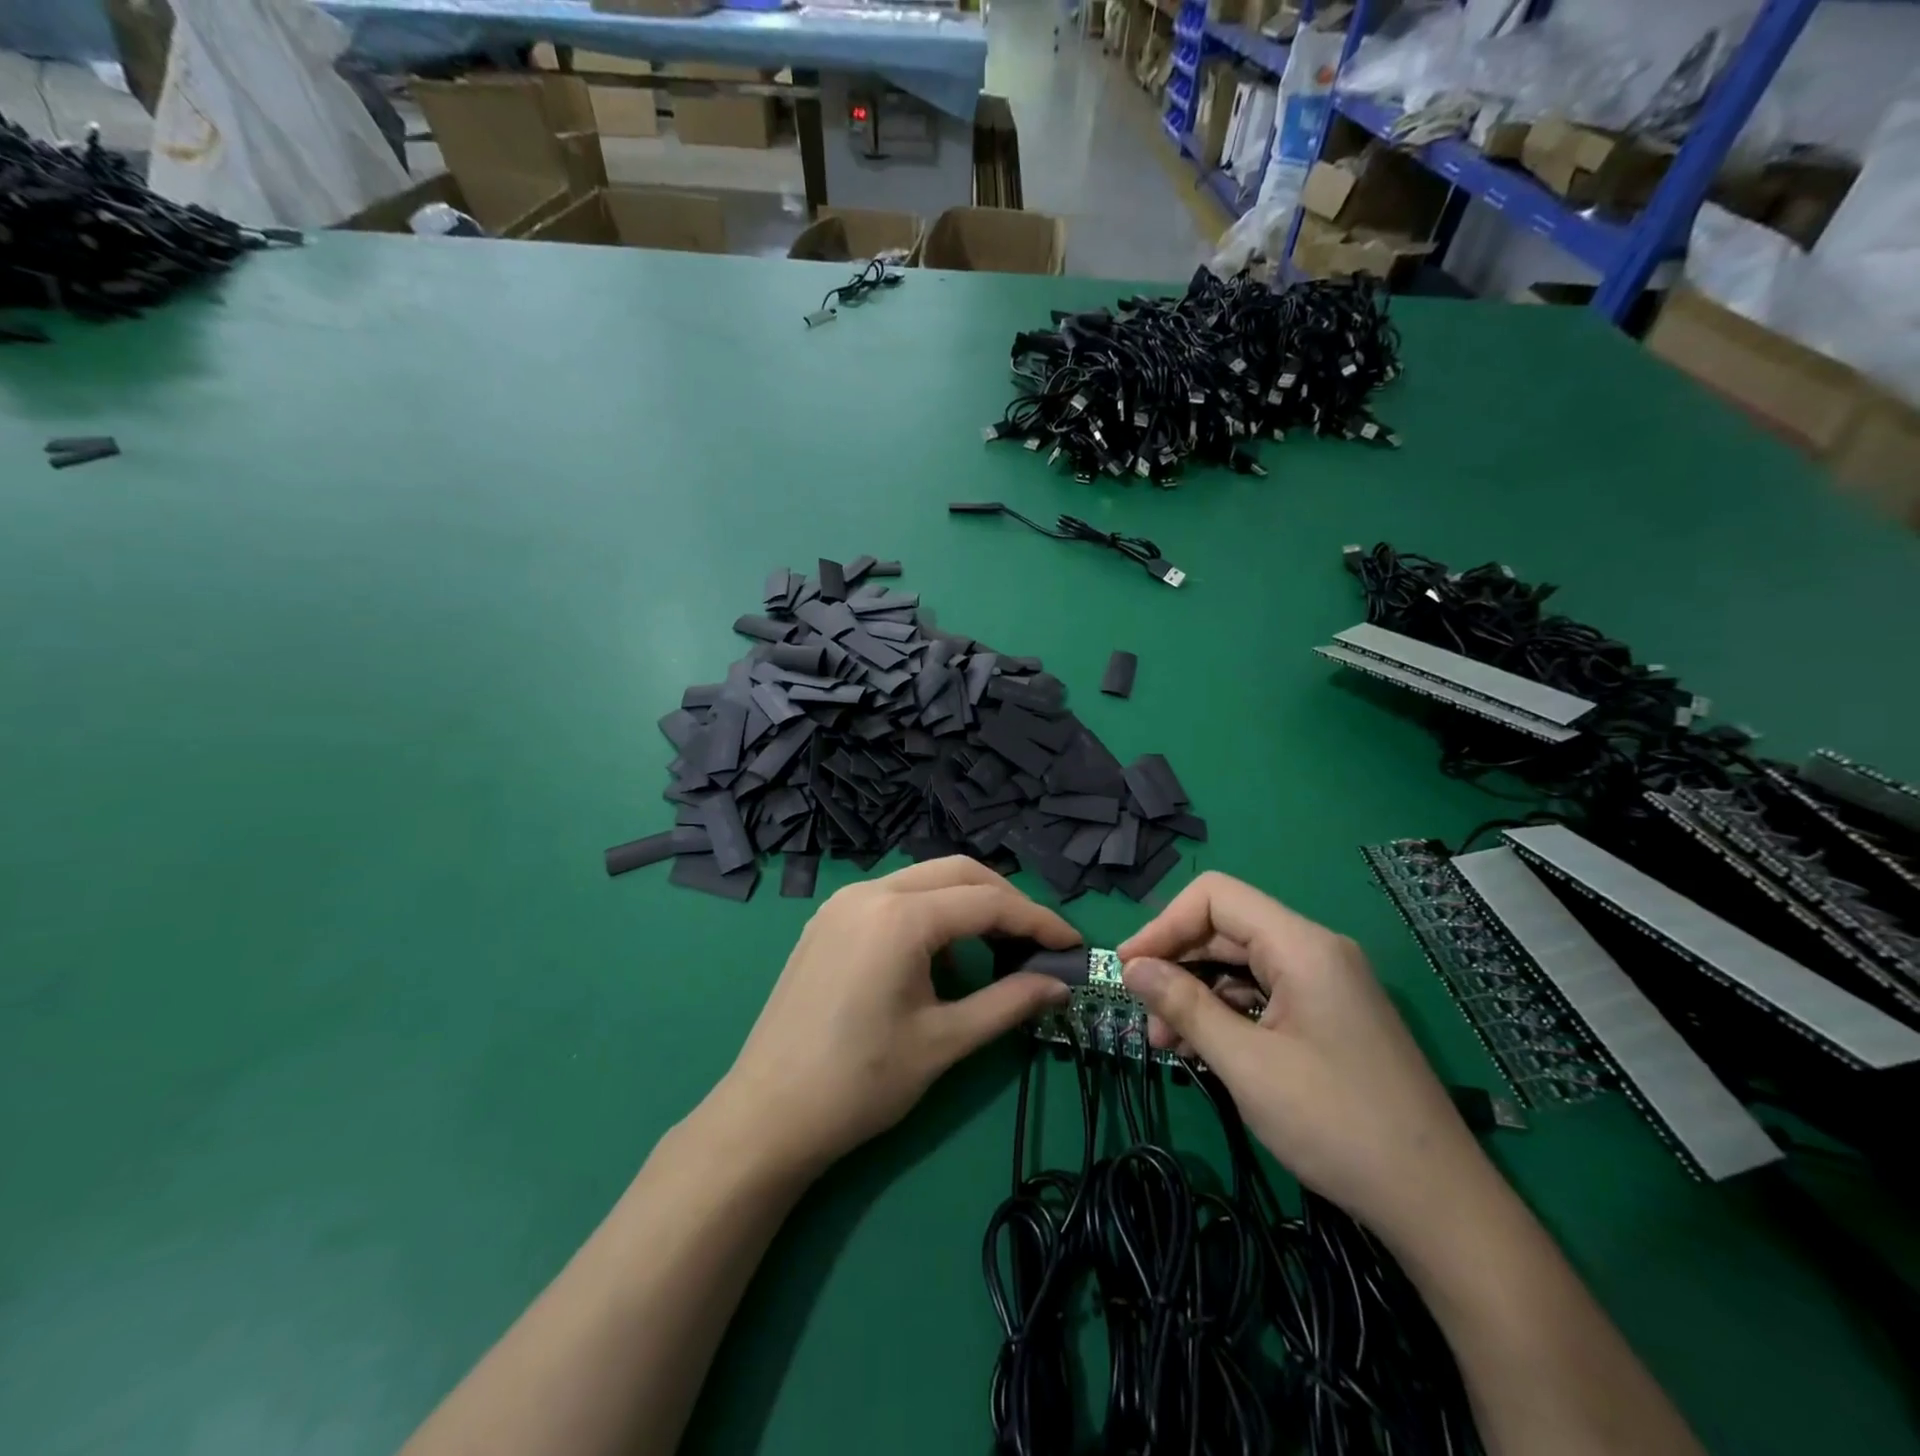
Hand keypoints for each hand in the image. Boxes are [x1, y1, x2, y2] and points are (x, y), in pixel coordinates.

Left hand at [712, 857, 1077, 1174]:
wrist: (766, 1117)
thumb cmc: (860, 1082)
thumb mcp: (944, 1042)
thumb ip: (1008, 1004)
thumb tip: (1059, 985)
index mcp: (900, 916)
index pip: (987, 902)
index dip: (1037, 921)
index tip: (1072, 945)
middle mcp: (870, 892)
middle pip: (957, 873)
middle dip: (1004, 901)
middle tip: (1036, 943)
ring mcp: (842, 903)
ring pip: (923, 881)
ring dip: (964, 907)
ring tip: (989, 958)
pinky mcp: (826, 922)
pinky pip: (892, 899)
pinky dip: (927, 917)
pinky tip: (934, 963)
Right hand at [1118, 872, 1485, 1240]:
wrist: (1439, 1205)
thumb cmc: (1336, 1124)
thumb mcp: (1247, 1064)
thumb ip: (1184, 1006)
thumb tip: (1132, 968)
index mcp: (1302, 945)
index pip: (1216, 897)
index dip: (1165, 925)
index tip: (1129, 968)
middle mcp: (1315, 951)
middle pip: (1226, 929)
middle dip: (1177, 965)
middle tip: (1144, 1016)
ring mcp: (1326, 984)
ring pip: (1241, 965)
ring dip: (1197, 994)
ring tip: (1167, 1043)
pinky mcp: (1329, 1015)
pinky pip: (1263, 993)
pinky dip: (1226, 1013)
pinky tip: (1204, 1050)